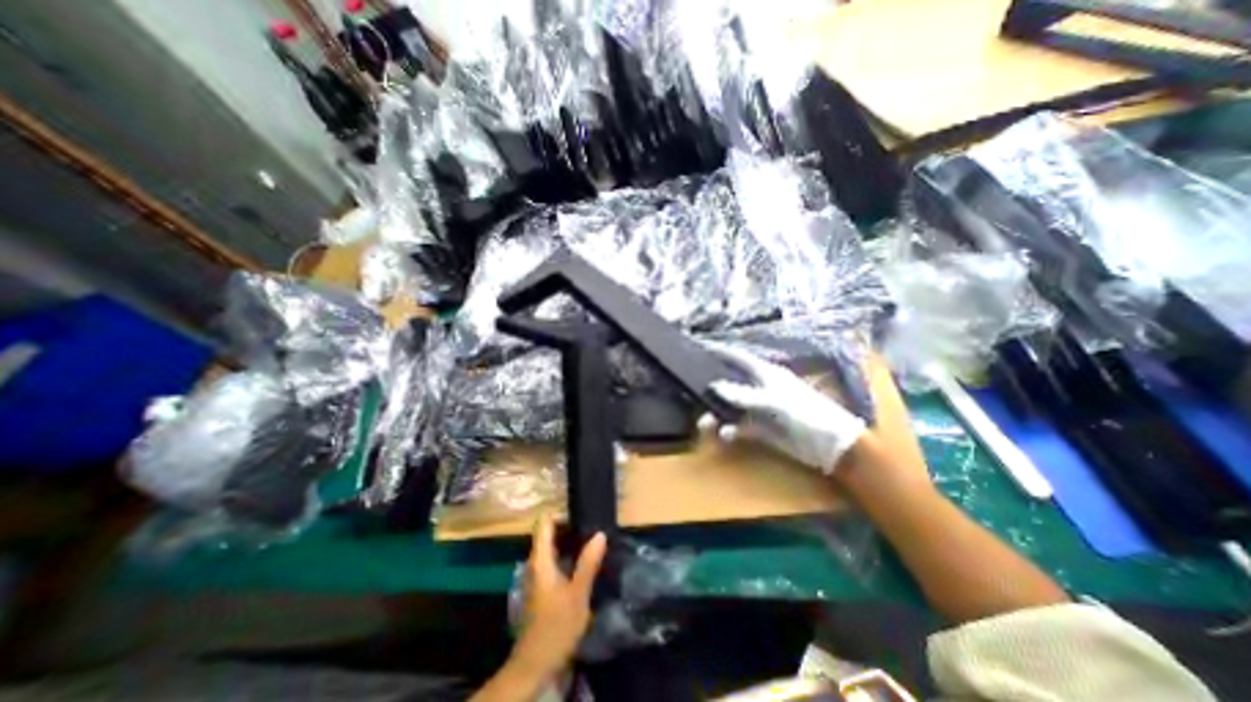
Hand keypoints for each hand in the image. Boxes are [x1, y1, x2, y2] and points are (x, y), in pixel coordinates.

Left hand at [509, 513, 605, 677]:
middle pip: (548, 533)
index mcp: (541, 560)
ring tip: (592, 537)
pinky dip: (567, 554)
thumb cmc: (557, 625)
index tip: (580, 509)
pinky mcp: (542, 586)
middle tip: (592, 522)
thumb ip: (588, 563)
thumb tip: (600, 534)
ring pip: (551, 547)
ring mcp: (537, 575)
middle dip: (568, 525)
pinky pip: (553, 559)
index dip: (559, 512)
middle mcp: (535, 563)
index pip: (544, 523)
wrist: (536, 663)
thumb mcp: (578, 594)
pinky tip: (583, 560)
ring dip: (569, 540)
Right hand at [703, 344, 872, 474]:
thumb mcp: (773, 401)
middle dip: (713, 389)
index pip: (739, 357)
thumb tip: (714, 386)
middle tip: (692, 394)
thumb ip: (743, 394)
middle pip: (731, 384)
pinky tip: (725, 436)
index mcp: (766, 373)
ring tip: (705, 424)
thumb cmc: (806, 413)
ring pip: (732, 408)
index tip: (699, 348)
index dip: (720, 351)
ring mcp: (761, 409)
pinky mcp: (762, 429)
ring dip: (718, 415)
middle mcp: (760, 388)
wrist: (831, 445)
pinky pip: (740, 427)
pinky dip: (731, 431)